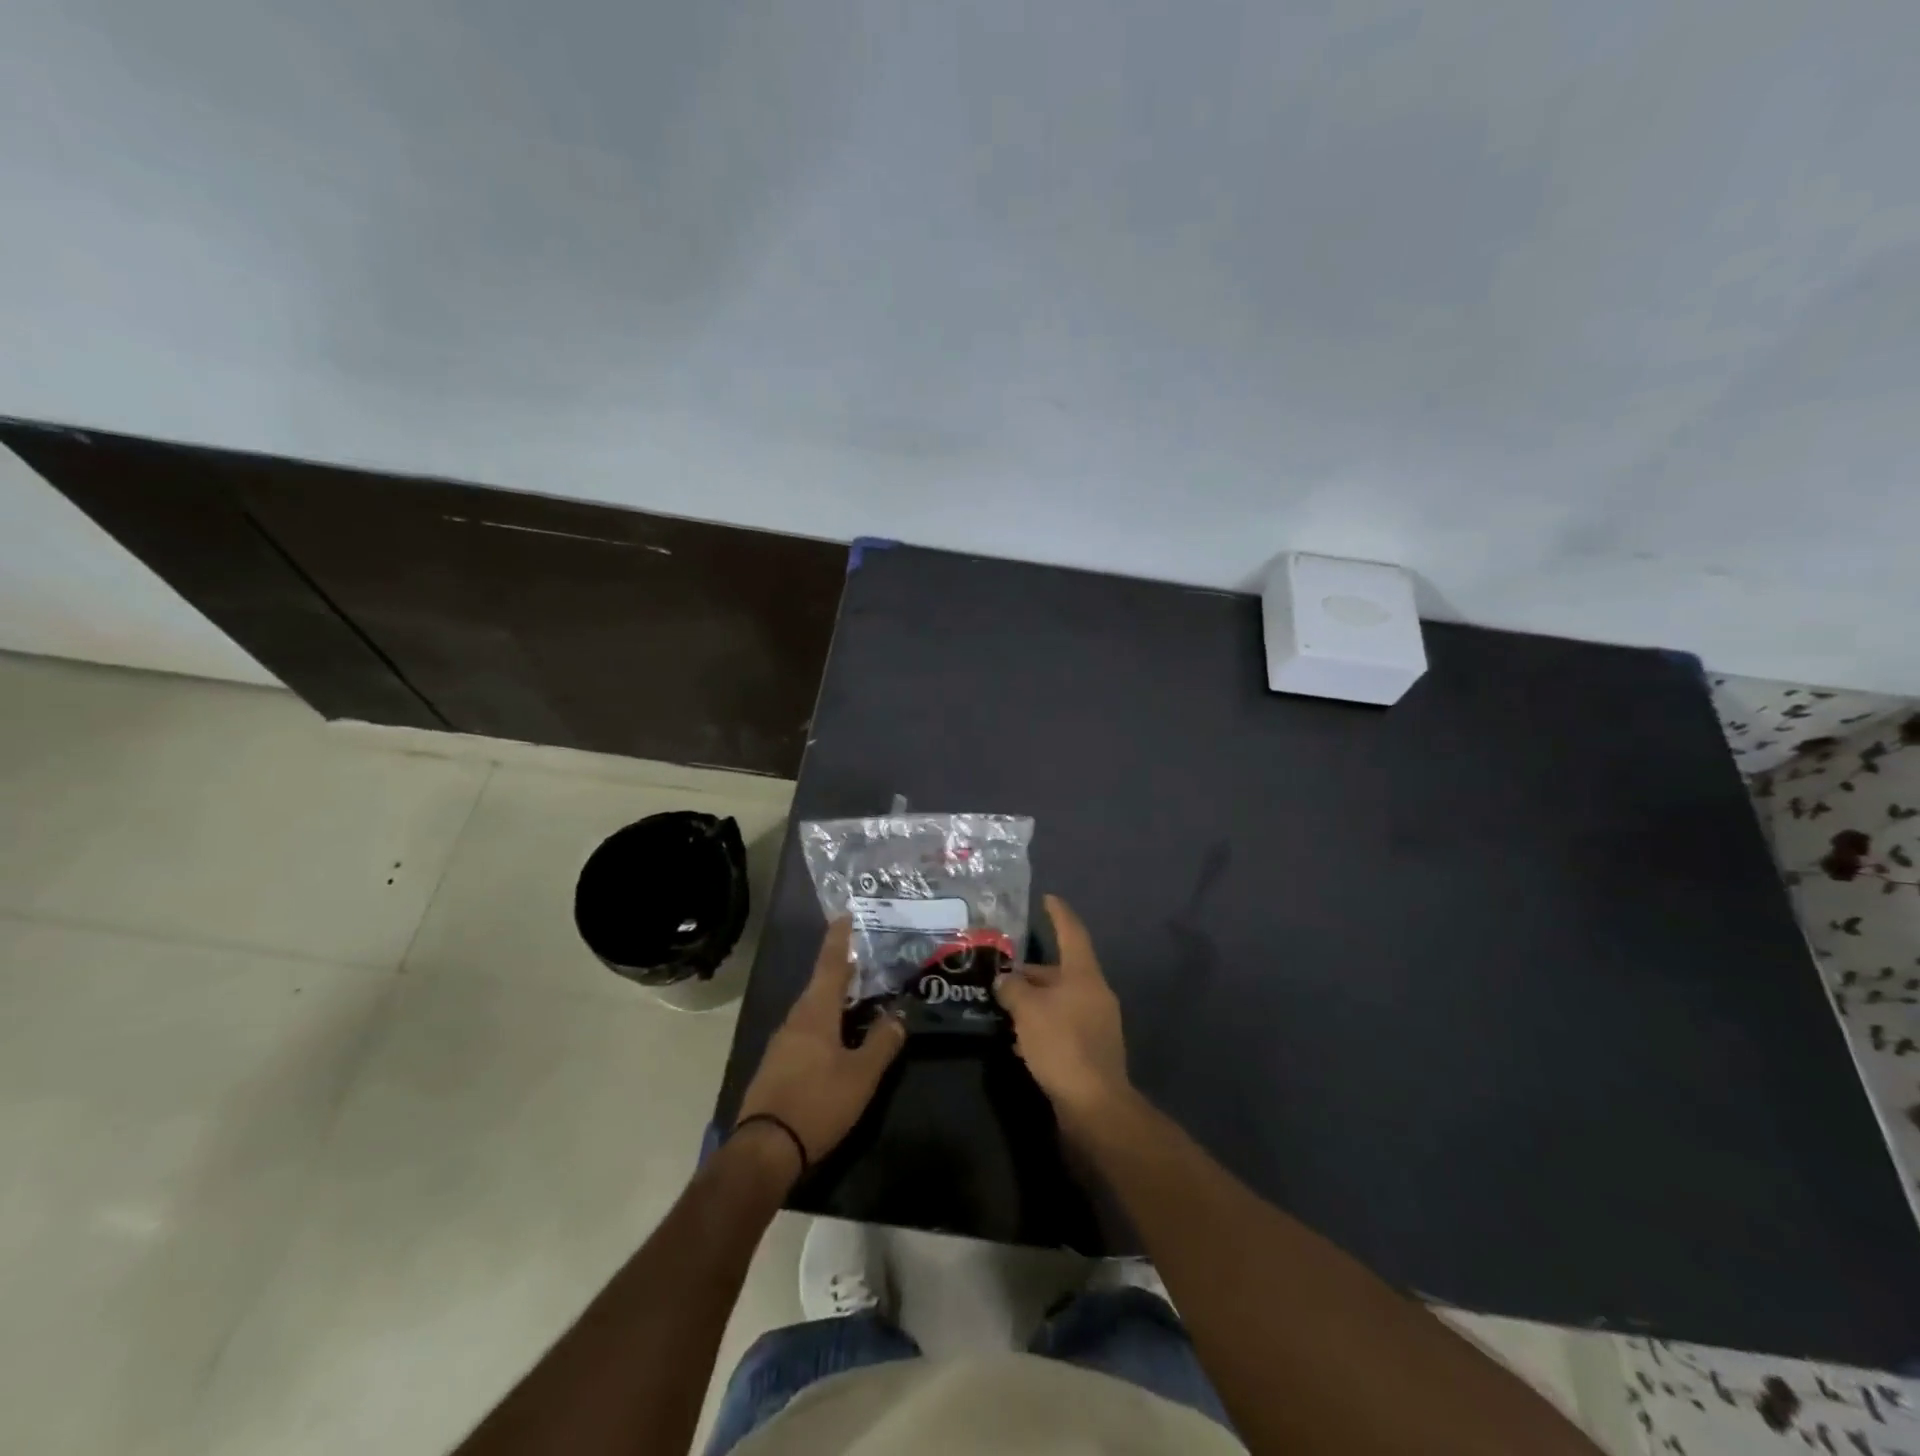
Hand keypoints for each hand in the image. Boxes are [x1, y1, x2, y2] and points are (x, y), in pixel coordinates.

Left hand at [735, 918, 906, 1170]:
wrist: (765, 1149)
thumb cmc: (817, 1103)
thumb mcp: (861, 1075)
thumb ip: (882, 1043)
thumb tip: (899, 1016)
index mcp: (815, 1013)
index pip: (830, 965)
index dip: (839, 940)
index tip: (845, 916)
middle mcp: (795, 1019)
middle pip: (819, 985)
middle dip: (840, 970)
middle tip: (863, 959)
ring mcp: (782, 1043)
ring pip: (811, 1009)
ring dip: (832, 997)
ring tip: (855, 995)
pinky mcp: (777, 1065)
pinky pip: (805, 1030)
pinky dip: (824, 1021)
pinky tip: (836, 1036)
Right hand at [993, 895, 1130, 1125]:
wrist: (1094, 1106)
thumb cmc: (1062, 1045)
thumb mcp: (1028, 1010)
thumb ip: (1012, 988)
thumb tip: (1004, 980)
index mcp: (1084, 976)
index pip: (1072, 933)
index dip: (1058, 914)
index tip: (1047, 898)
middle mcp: (1094, 994)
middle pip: (1061, 971)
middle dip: (1032, 971)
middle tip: (1002, 970)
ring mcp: (1096, 1024)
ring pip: (1059, 1001)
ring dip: (1033, 1001)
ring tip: (1003, 1003)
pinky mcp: (1090, 1051)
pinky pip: (1061, 1027)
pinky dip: (1041, 1026)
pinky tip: (1018, 1040)